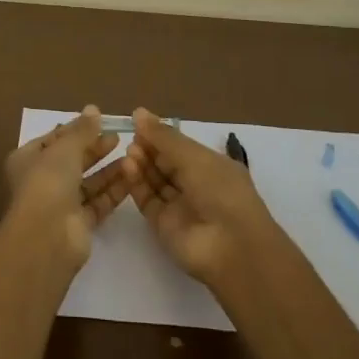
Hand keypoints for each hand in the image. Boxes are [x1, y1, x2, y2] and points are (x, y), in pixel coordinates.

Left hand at [3, 105, 128, 266]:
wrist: (47, 236)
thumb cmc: (48, 182)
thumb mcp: (65, 148)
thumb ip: (82, 130)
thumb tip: (93, 109)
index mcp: (28, 159)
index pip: (54, 139)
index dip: (76, 129)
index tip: (100, 121)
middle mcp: (41, 180)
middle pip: (72, 160)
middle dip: (95, 149)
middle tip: (118, 137)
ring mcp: (60, 204)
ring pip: (87, 182)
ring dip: (107, 170)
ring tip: (131, 155)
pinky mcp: (78, 223)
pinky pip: (98, 202)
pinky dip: (112, 190)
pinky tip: (131, 177)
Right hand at [123, 108, 275, 285]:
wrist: (230, 247)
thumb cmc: (220, 191)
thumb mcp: (194, 157)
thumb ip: (164, 136)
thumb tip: (138, 112)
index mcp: (211, 166)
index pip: (180, 147)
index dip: (160, 136)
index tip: (137, 122)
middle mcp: (196, 185)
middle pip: (165, 163)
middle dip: (148, 149)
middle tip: (131, 139)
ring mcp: (179, 206)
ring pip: (155, 181)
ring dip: (141, 165)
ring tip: (128, 152)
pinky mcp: (163, 225)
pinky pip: (147, 200)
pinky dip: (137, 184)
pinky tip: (127, 168)